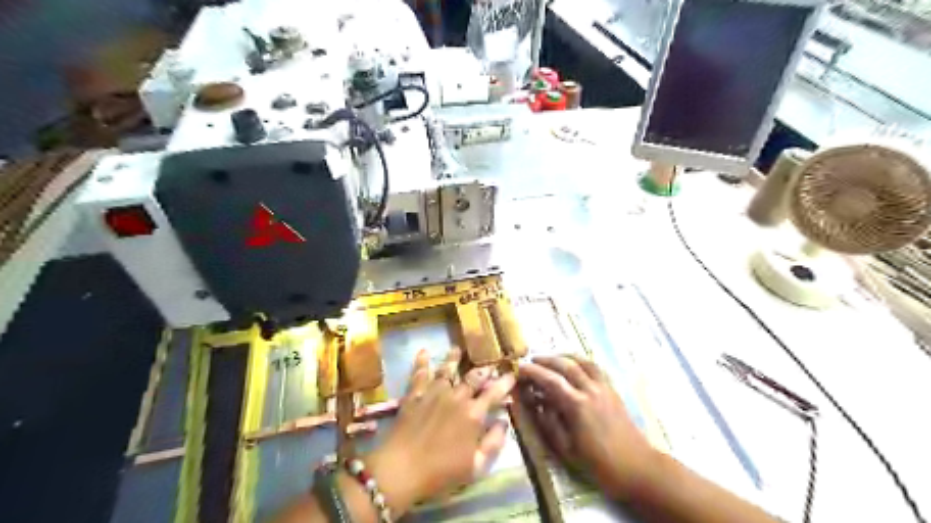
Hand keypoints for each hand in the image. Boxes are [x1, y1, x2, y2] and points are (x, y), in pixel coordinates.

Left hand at [365, 348, 516, 514]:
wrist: (402, 469)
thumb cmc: (441, 472)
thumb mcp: (476, 466)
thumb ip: (493, 443)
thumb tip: (504, 422)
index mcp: (473, 413)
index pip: (494, 392)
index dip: (505, 382)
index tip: (512, 374)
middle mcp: (456, 397)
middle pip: (473, 377)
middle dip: (483, 370)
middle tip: (489, 365)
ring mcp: (434, 393)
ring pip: (447, 370)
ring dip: (454, 359)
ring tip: (457, 349)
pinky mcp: (414, 395)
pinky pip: (419, 374)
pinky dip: (422, 362)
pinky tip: (423, 351)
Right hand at [521, 355, 656, 498]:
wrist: (637, 468)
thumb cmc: (599, 464)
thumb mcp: (566, 449)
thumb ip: (549, 423)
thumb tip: (536, 403)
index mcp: (577, 405)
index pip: (550, 380)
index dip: (533, 372)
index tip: (519, 368)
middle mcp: (591, 390)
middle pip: (566, 365)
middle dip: (546, 360)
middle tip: (532, 361)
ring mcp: (604, 388)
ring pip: (582, 361)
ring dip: (564, 356)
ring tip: (551, 358)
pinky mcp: (613, 390)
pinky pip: (595, 368)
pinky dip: (581, 361)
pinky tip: (574, 366)